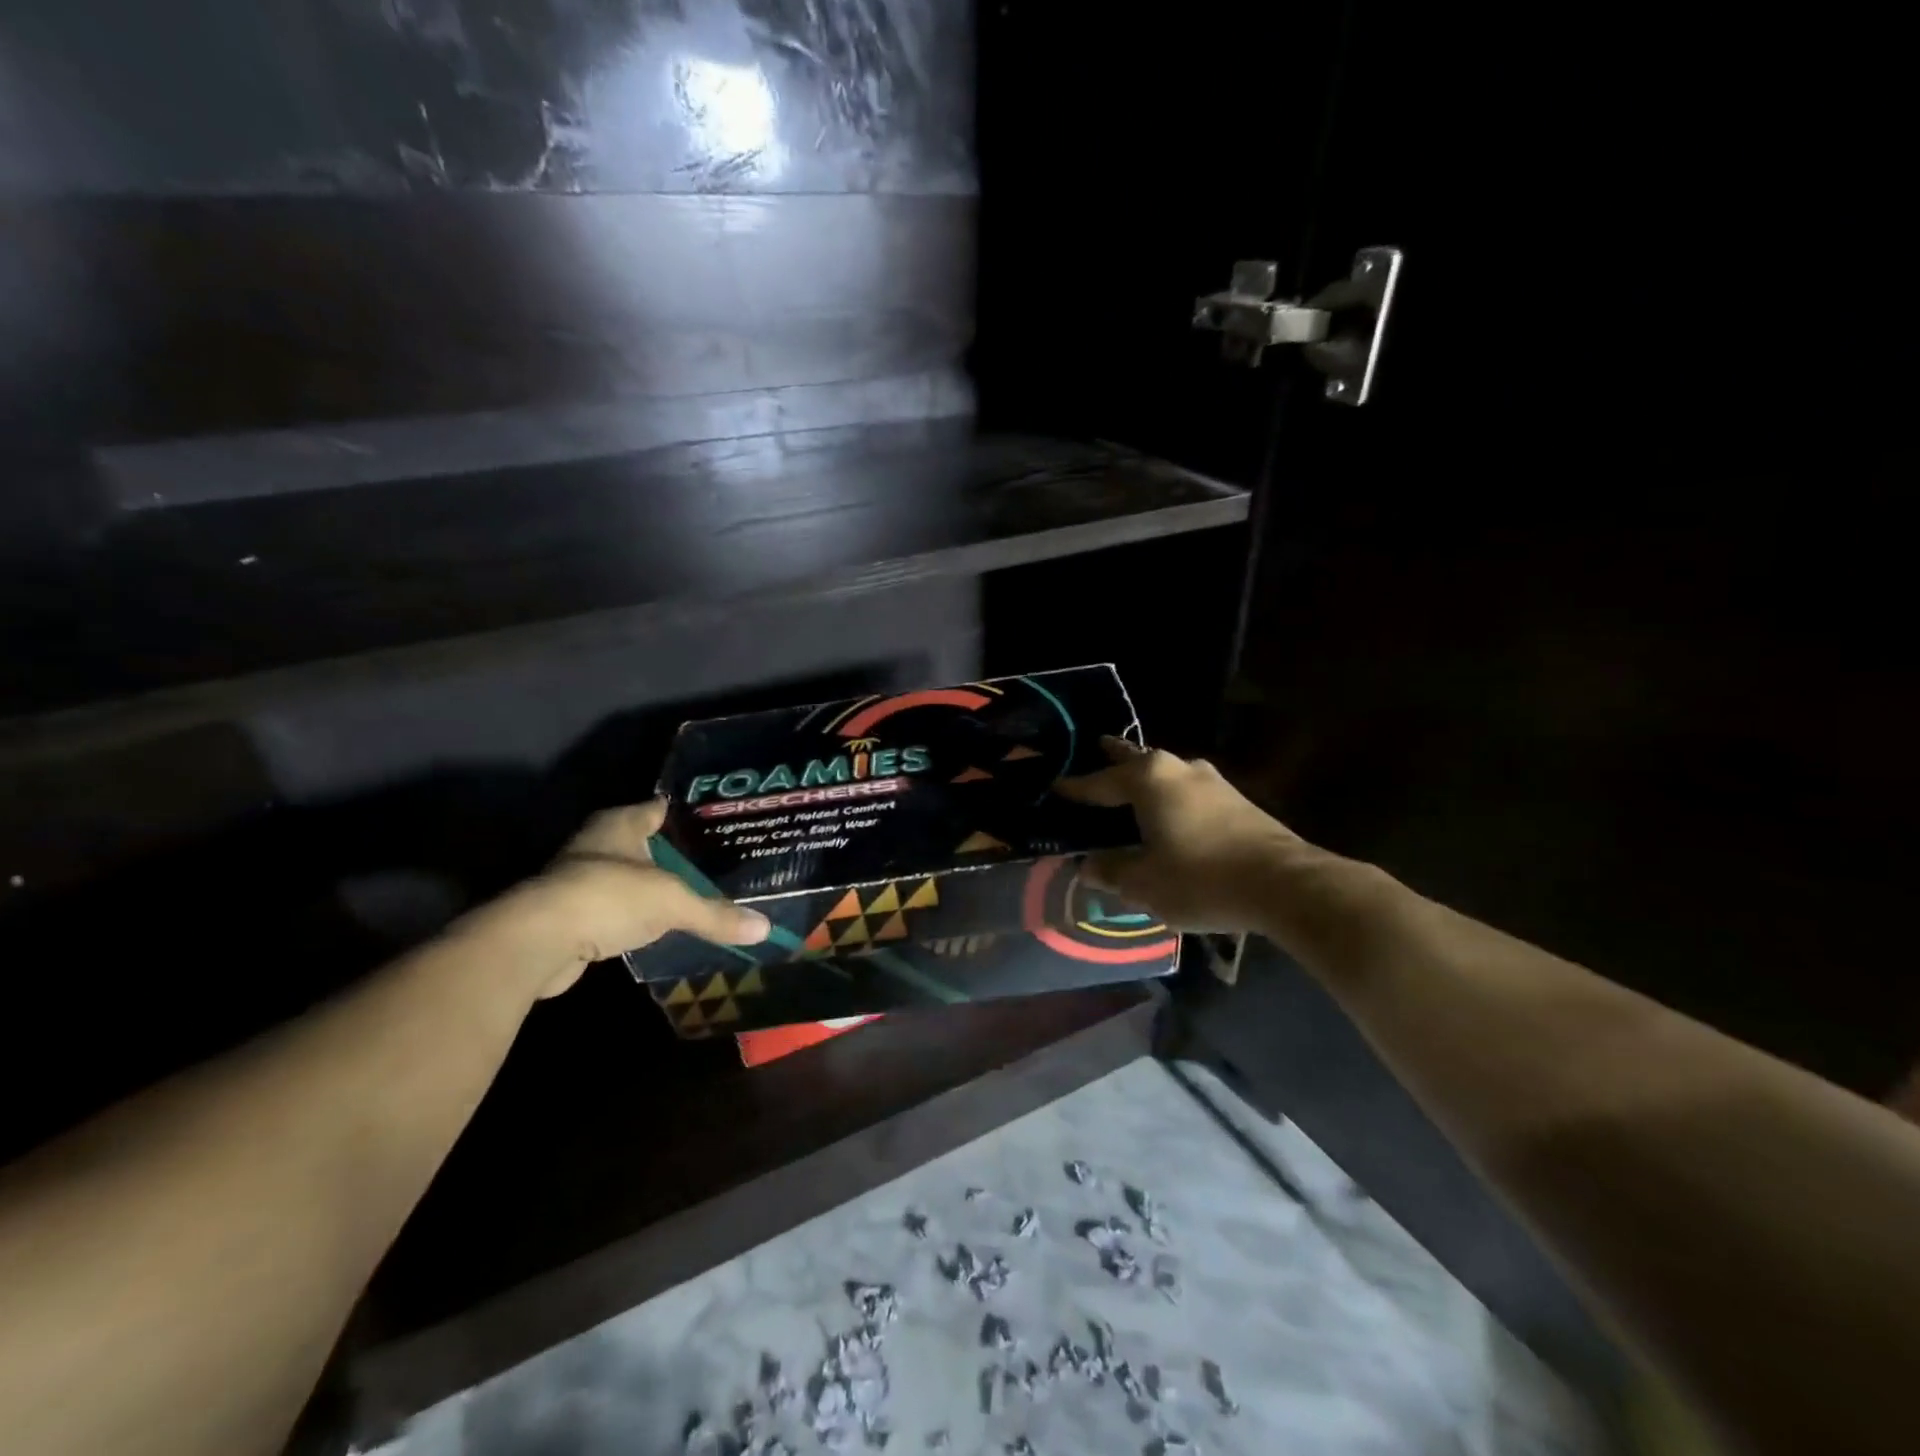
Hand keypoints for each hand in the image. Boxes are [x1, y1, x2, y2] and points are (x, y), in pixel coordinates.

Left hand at [474, 801, 769, 999]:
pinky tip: (659, 925)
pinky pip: (615, 909)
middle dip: (673, 853)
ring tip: (693, 893)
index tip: (716, 823)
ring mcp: (579, 879)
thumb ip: (716, 914)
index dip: (685, 814)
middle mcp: (597, 844)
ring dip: (652, 886)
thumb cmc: (609, 896)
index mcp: (620, 823)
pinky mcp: (570, 915)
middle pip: (643, 843)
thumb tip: (764, 928)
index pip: (658, 808)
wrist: (538, 941)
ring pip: (627, 877)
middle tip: (714, 861)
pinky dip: (634, 915)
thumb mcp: (673, 902)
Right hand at [1057, 738, 1311, 932]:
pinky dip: (1168, 797)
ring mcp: (1212, 781)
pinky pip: (1186, 791)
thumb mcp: (1143, 883)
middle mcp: (1178, 768)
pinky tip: (1167, 813)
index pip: (1099, 781)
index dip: (1074, 788)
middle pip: (1135, 760)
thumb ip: (1111, 871)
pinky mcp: (1236, 800)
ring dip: (1144, 778)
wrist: (1286, 885)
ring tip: (1128, 787)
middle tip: (1094, 751)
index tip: (1053, 787)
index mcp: (1148, 779)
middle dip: (1113, 759)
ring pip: (1165, 773)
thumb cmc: (1201, 878)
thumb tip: (1088, 866)